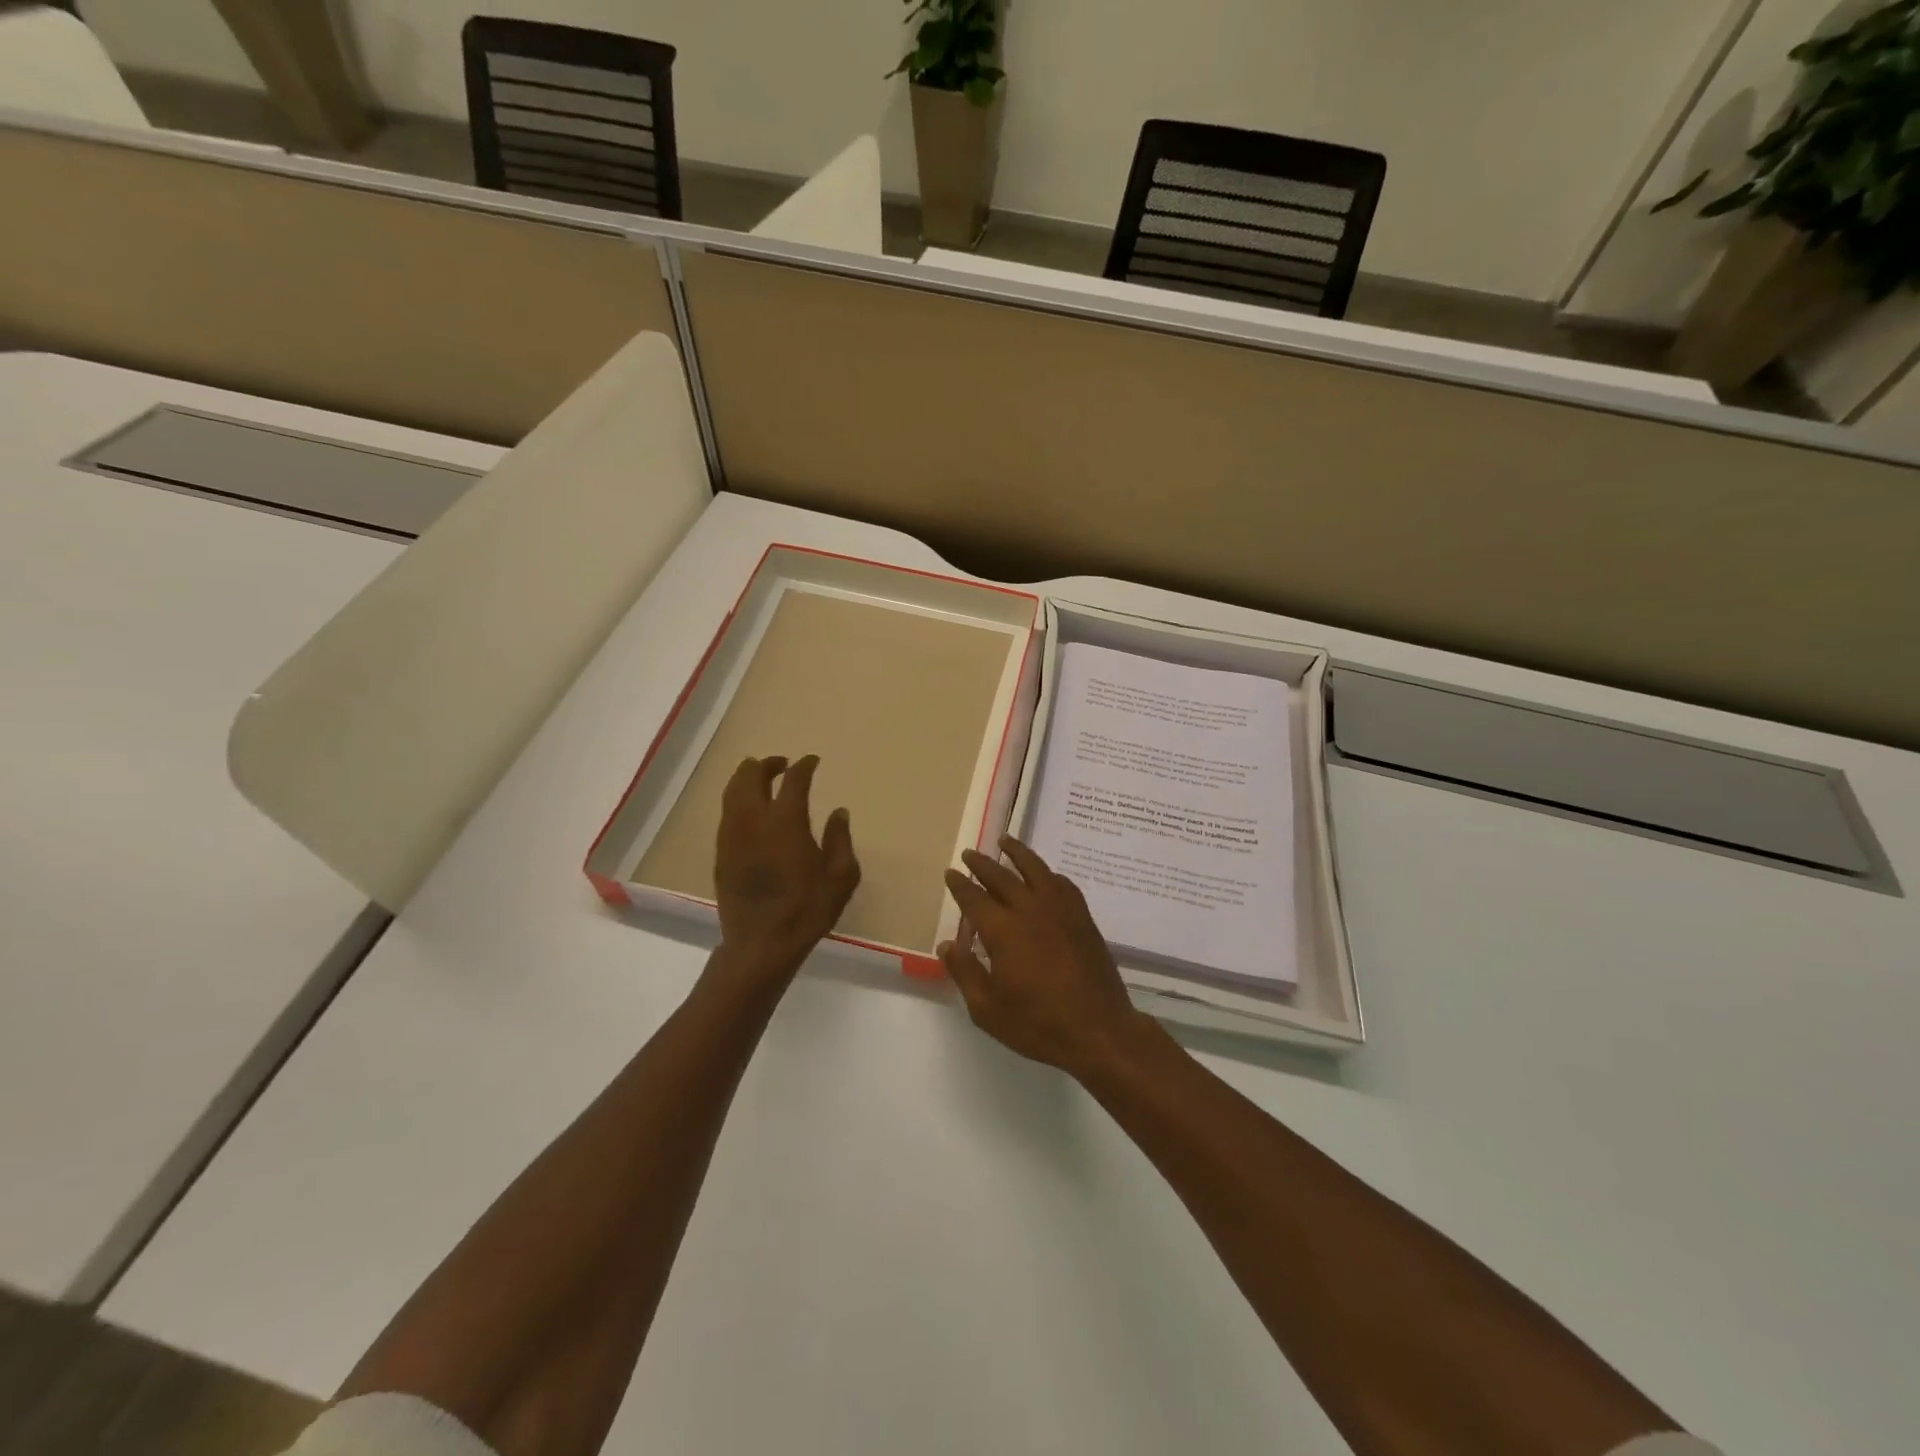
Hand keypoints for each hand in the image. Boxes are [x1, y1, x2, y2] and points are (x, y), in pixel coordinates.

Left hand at [714, 755, 859, 978]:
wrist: (760, 945)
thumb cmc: (807, 910)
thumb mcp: (841, 877)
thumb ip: (840, 839)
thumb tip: (838, 812)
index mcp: (786, 821)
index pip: (793, 780)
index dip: (804, 766)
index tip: (812, 761)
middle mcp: (753, 820)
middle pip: (751, 776)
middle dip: (767, 764)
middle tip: (782, 764)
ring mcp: (732, 835)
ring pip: (732, 791)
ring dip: (747, 778)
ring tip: (762, 779)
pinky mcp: (721, 852)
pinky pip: (726, 813)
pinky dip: (738, 800)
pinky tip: (751, 811)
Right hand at [942, 836, 1151, 1080]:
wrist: (1099, 1030)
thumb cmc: (1038, 1024)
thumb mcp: (988, 1009)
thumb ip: (965, 973)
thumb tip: (948, 944)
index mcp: (1003, 931)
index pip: (975, 898)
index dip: (960, 884)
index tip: (951, 872)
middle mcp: (1031, 911)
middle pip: (1002, 877)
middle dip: (983, 864)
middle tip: (970, 853)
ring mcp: (1061, 911)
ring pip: (1036, 870)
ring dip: (1018, 853)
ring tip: (1006, 841)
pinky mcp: (1082, 919)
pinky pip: (1063, 884)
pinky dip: (1049, 874)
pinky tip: (1045, 875)